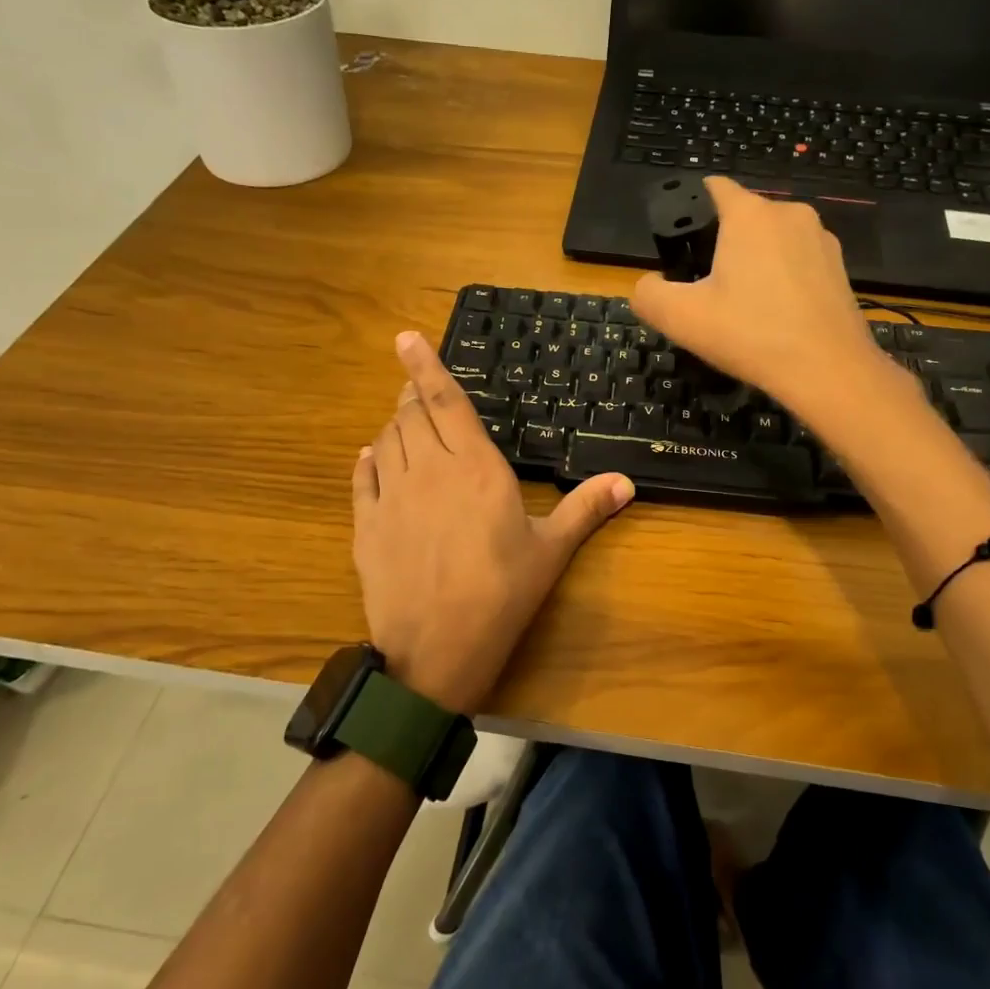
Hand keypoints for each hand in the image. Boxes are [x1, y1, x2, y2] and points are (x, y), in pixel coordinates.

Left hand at [351, 332, 634, 713]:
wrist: (436, 651)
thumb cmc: (502, 595)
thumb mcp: (550, 551)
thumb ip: (585, 508)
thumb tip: (627, 482)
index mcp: (475, 468)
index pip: (447, 402)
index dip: (426, 366)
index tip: (406, 338)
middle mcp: (428, 470)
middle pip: (411, 415)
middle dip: (413, 395)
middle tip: (417, 390)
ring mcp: (392, 496)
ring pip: (387, 439)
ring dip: (395, 424)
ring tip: (405, 422)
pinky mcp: (366, 525)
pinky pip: (362, 477)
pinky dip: (369, 460)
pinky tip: (373, 458)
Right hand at [631, 176, 891, 416]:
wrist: (829, 371)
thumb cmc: (751, 335)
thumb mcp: (681, 319)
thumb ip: (649, 294)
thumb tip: (649, 284)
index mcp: (750, 214)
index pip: (712, 187)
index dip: (688, 207)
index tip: (679, 245)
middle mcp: (789, 213)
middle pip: (742, 217)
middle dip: (721, 243)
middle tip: (706, 290)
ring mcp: (820, 238)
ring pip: (772, 240)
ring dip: (753, 262)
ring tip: (742, 307)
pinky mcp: (840, 267)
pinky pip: (798, 261)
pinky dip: (782, 278)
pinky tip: (775, 315)